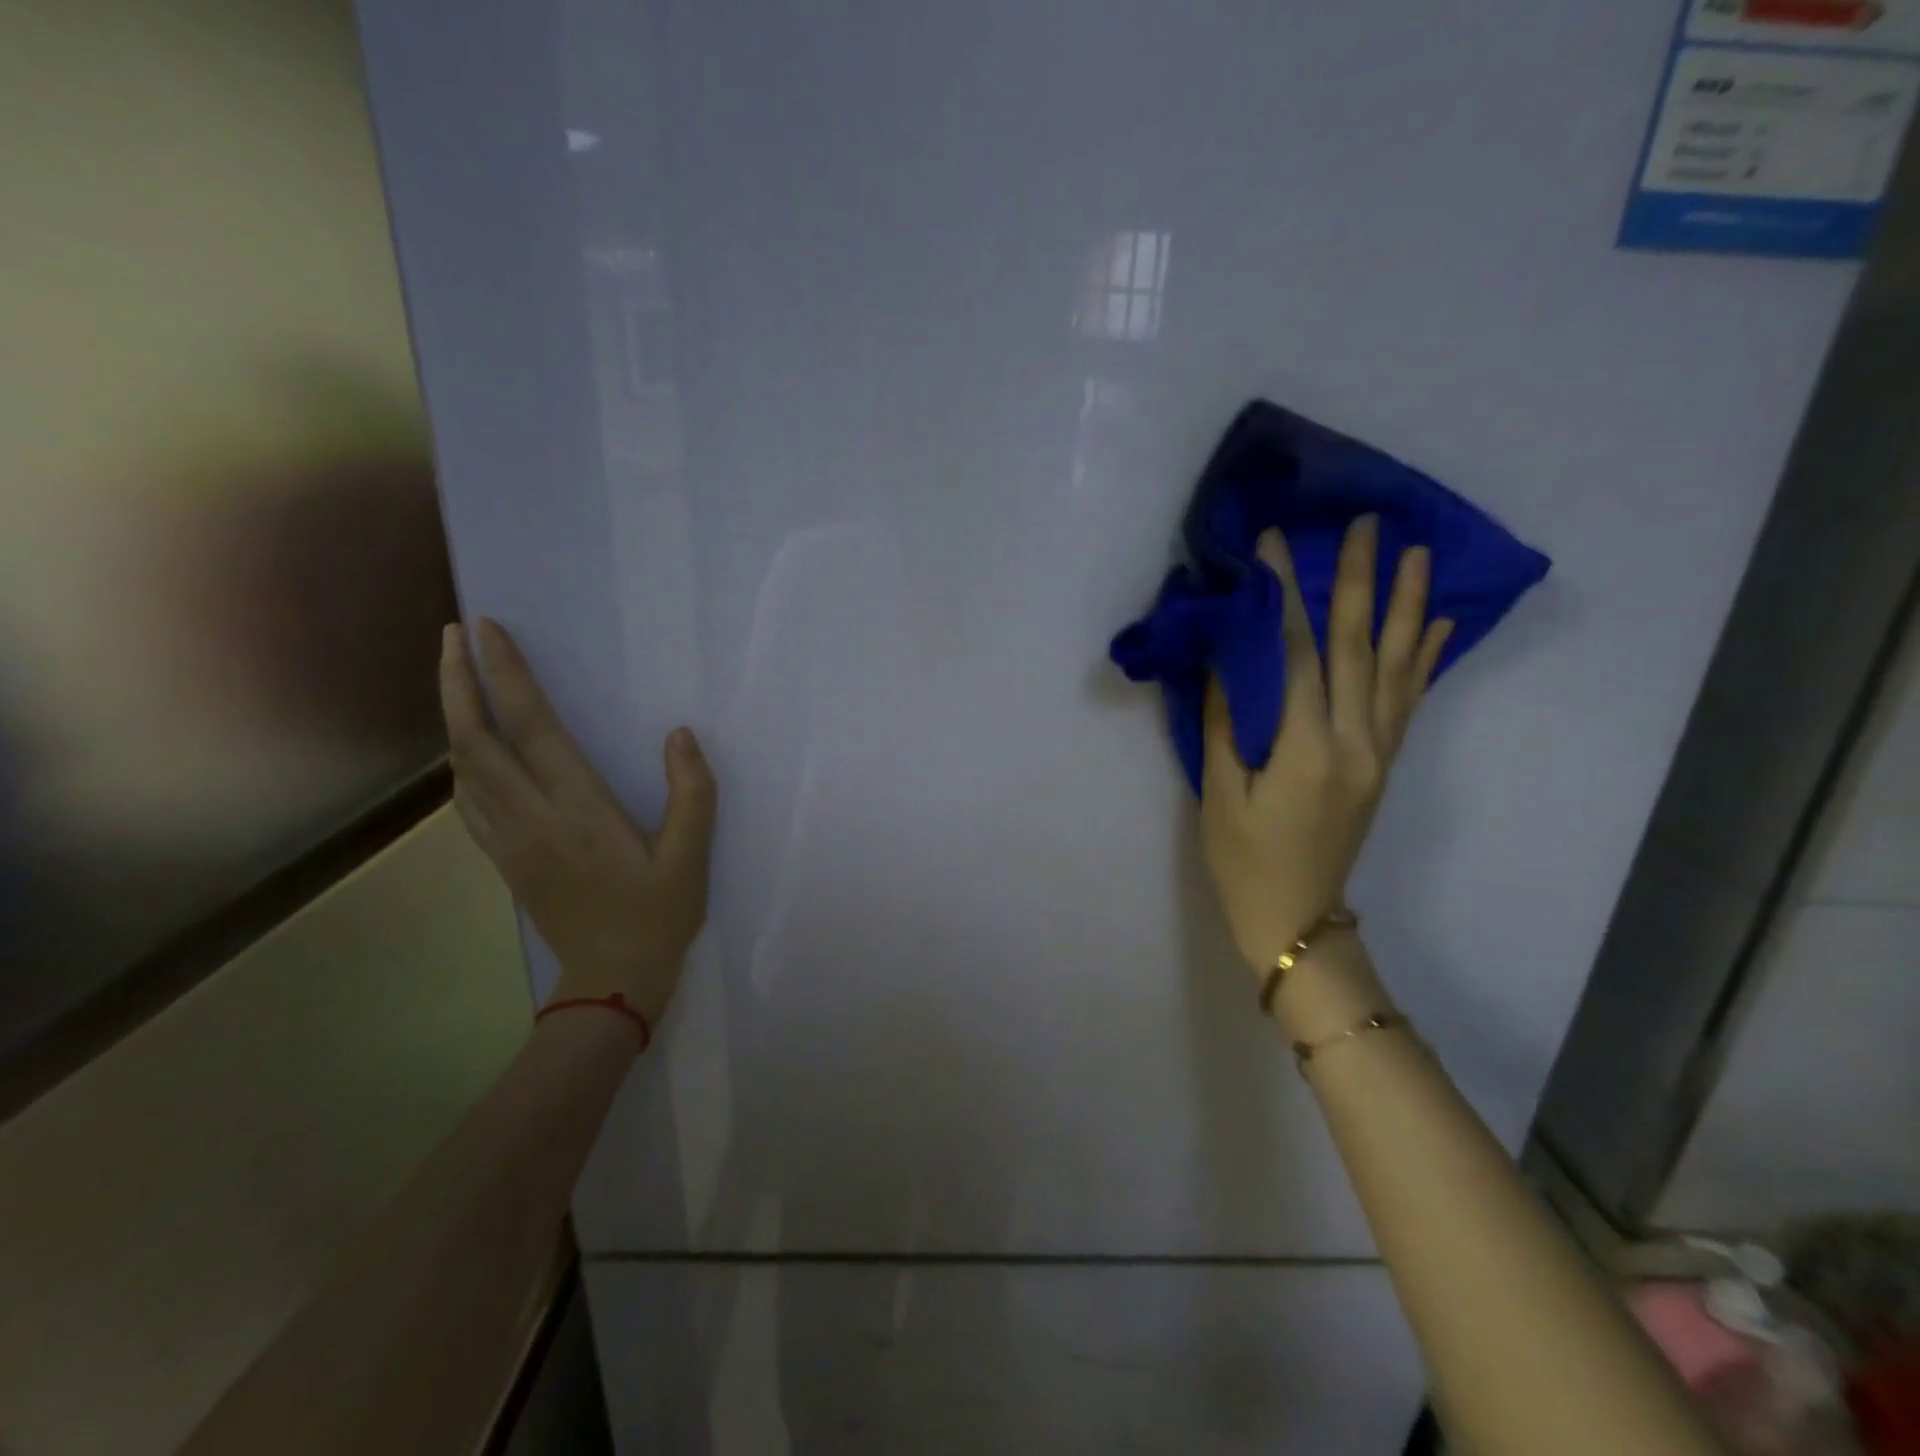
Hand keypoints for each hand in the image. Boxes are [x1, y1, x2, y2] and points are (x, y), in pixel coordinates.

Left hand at [438, 619, 716, 1020]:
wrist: (612, 982)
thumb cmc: (658, 917)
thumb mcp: (692, 858)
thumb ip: (693, 794)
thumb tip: (680, 734)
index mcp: (578, 811)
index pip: (532, 729)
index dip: (506, 675)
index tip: (486, 630)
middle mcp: (531, 819)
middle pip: (476, 740)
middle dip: (458, 682)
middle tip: (454, 635)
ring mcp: (508, 841)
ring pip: (463, 768)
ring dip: (453, 715)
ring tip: (455, 676)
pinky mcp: (504, 860)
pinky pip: (467, 801)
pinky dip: (460, 761)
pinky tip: (468, 749)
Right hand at [1200, 517, 1451, 972]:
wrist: (1296, 918)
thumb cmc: (1243, 860)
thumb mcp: (1220, 794)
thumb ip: (1227, 721)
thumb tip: (1229, 655)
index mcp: (1307, 751)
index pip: (1299, 655)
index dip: (1287, 596)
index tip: (1276, 545)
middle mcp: (1356, 742)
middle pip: (1359, 648)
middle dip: (1360, 582)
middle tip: (1366, 525)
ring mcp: (1379, 752)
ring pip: (1397, 667)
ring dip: (1407, 606)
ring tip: (1417, 553)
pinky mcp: (1384, 763)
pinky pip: (1409, 700)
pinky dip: (1423, 657)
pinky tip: (1435, 623)